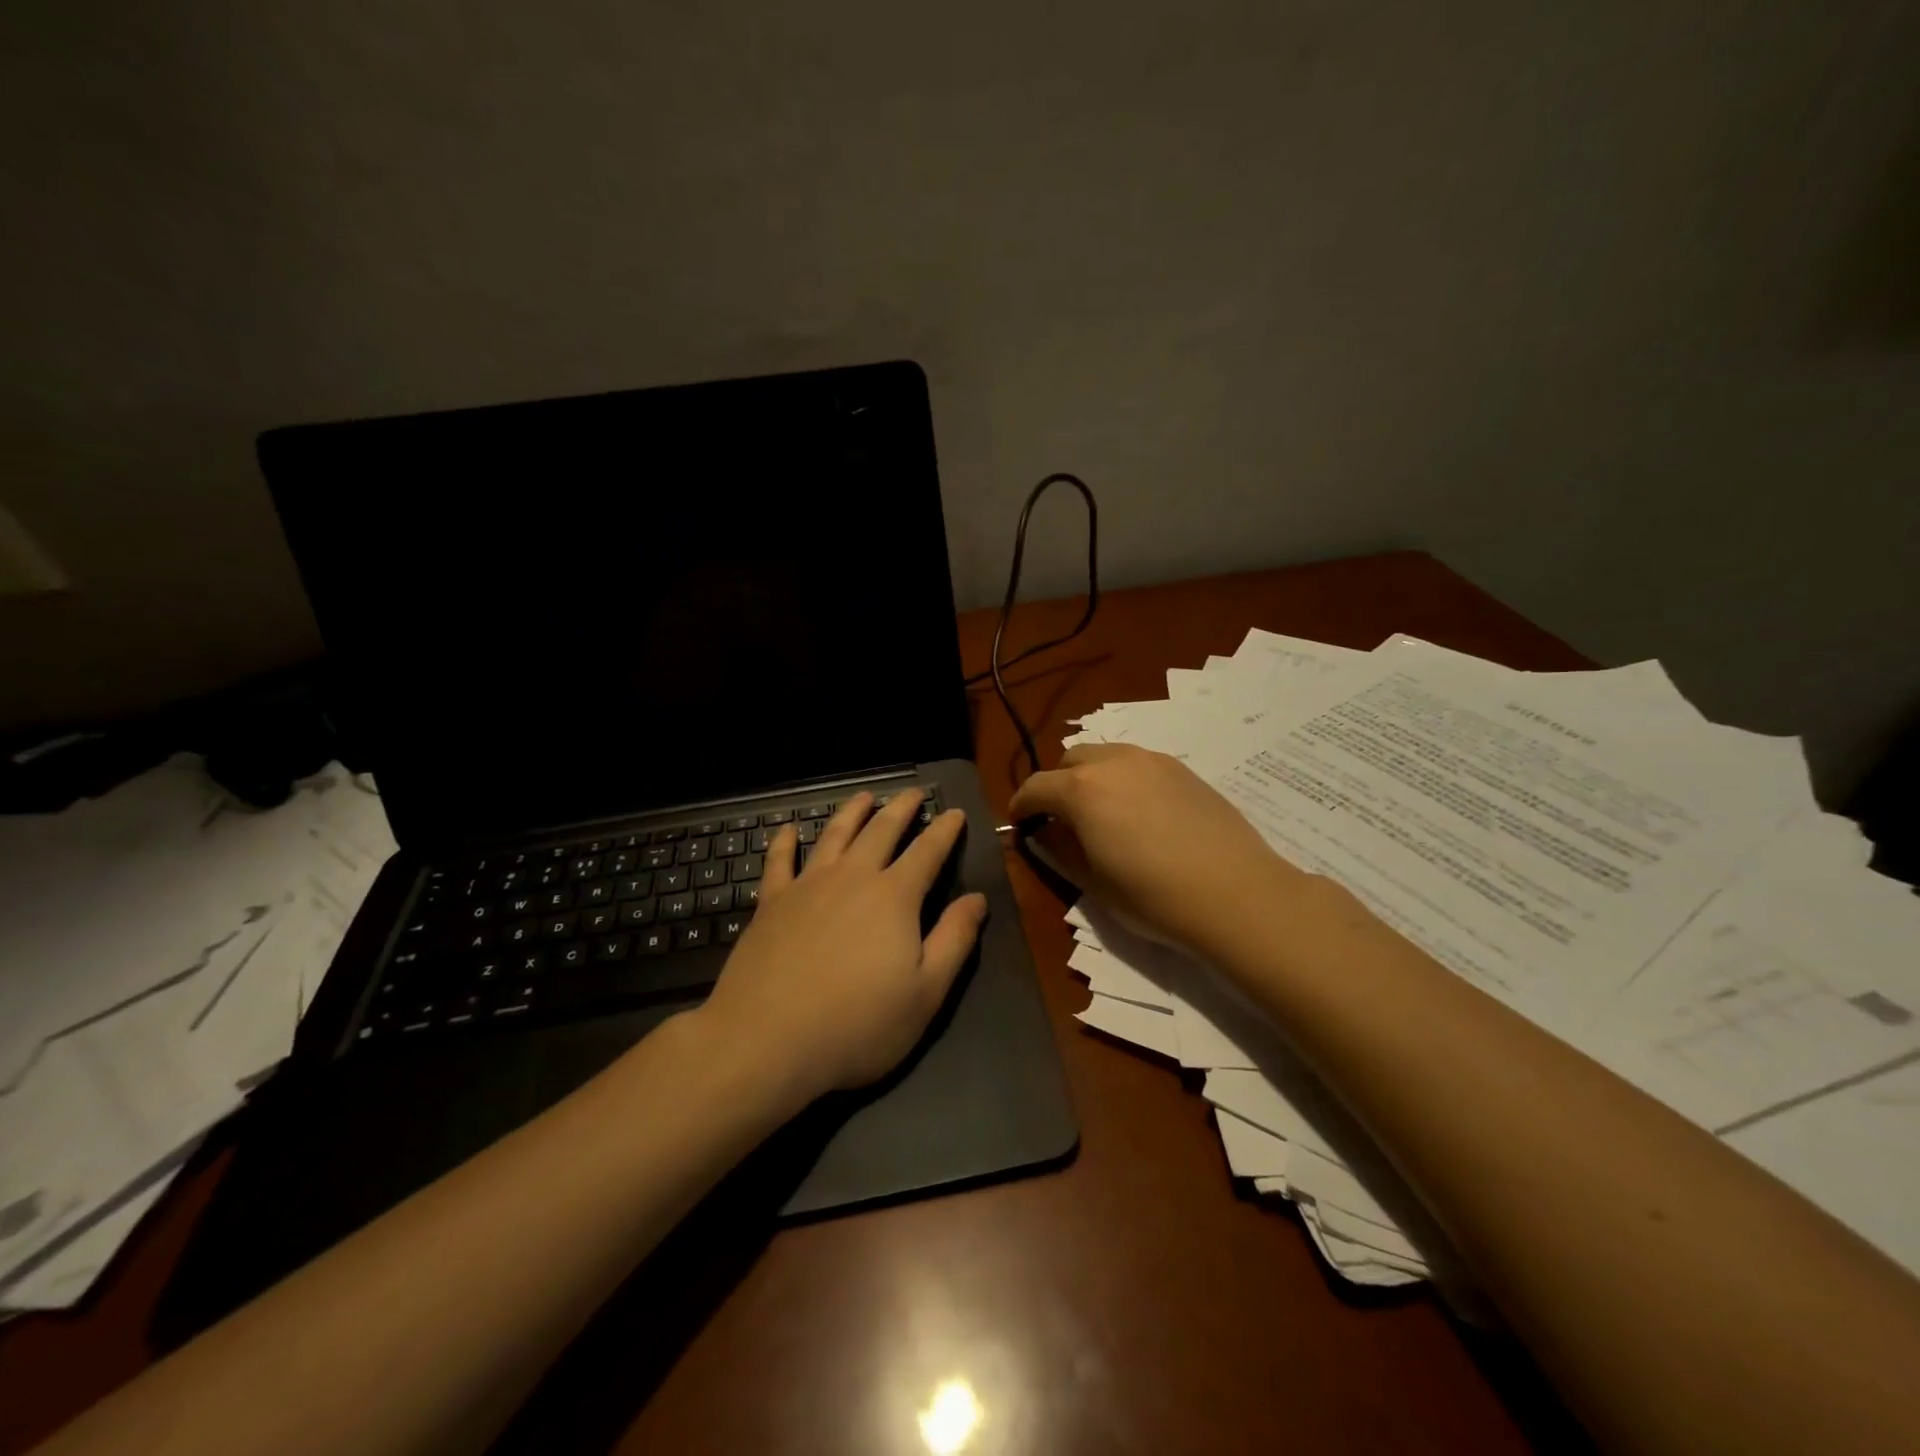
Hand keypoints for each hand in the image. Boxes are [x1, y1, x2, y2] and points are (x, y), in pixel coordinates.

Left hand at [696, 790, 987, 1101]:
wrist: (766, 1040)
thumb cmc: (857, 1023)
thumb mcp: (926, 993)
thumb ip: (955, 940)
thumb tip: (977, 899)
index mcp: (894, 897)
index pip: (927, 851)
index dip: (944, 830)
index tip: (955, 812)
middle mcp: (852, 878)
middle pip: (881, 830)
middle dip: (901, 808)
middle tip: (913, 792)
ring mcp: (807, 886)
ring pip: (834, 835)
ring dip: (852, 812)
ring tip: (864, 796)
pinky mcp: (771, 903)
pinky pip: (779, 861)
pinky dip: (785, 842)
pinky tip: (788, 830)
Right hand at [1008, 743, 1288, 955]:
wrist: (1236, 894)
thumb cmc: (1154, 897)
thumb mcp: (1094, 883)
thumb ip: (1061, 850)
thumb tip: (1046, 832)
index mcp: (1082, 790)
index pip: (1036, 787)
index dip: (1021, 805)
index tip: (1020, 823)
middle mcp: (1113, 762)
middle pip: (1069, 761)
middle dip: (1056, 785)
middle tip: (1061, 818)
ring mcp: (1152, 761)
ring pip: (1106, 755)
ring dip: (1091, 776)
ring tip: (1101, 811)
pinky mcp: (1183, 769)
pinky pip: (1138, 763)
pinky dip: (1124, 778)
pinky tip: (1139, 811)